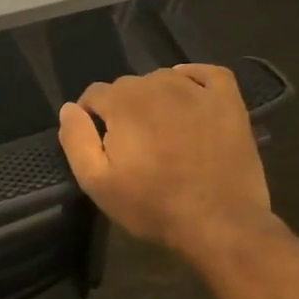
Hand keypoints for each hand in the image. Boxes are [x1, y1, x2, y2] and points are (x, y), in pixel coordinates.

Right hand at [57, 66, 272, 257]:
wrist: (220, 226)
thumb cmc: (152, 205)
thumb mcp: (96, 181)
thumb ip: (76, 139)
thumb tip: (69, 109)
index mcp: (124, 103)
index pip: (94, 94)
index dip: (90, 117)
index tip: (99, 144)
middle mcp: (159, 87)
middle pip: (127, 85)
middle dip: (121, 108)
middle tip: (129, 144)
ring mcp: (198, 93)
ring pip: (162, 79)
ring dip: (153, 97)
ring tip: (158, 129)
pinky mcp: (229, 104)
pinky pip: (209, 73)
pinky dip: (194, 77)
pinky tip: (188, 93)